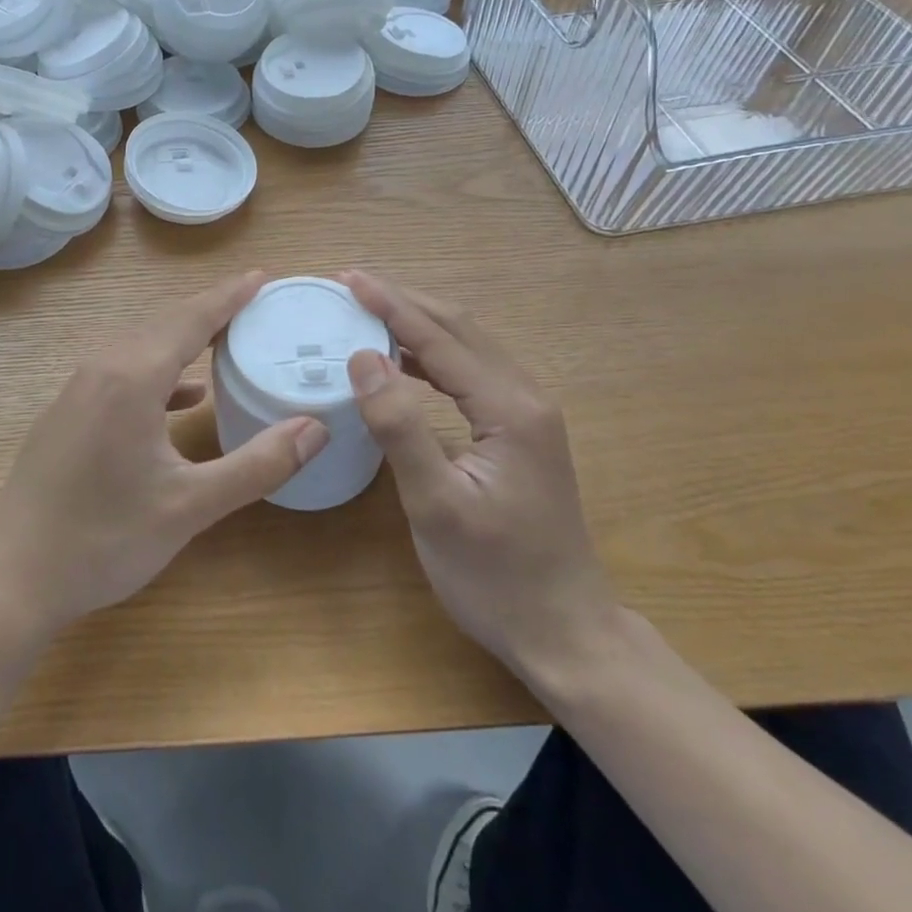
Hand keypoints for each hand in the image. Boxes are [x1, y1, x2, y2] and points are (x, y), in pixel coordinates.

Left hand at [0, 271, 328, 641]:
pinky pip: (120, 372)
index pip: (190, 319)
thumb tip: (315, 428)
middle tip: (253, 304)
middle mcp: (100, 369)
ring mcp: (76, 390)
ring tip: (224, 340)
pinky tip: (181, 397)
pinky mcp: (66, 413)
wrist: (12, 577)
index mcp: (131, 378)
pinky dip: (156, 371)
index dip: (229, 296)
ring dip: (181, 338)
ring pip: (138, 346)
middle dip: (209, 309)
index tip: (262, 277)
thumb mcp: (190, 506)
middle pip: (163, 324)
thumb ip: (257, 465)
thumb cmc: (104, 540)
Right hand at [339, 270, 620, 683]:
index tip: (346, 277)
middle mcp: (526, 397)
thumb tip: (363, 357)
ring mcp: (527, 415)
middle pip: (461, 329)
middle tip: (350, 284)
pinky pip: (470, 373)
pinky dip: (431, 355)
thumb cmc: (495, 577)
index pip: (441, 338)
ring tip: (368, 311)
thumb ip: (400, 427)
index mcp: (510, 408)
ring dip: (418, 323)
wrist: (565, 634)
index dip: (391, 304)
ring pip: (468, 346)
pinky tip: (402, 362)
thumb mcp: (437, 505)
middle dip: (404, 301)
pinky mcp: (520, 432)